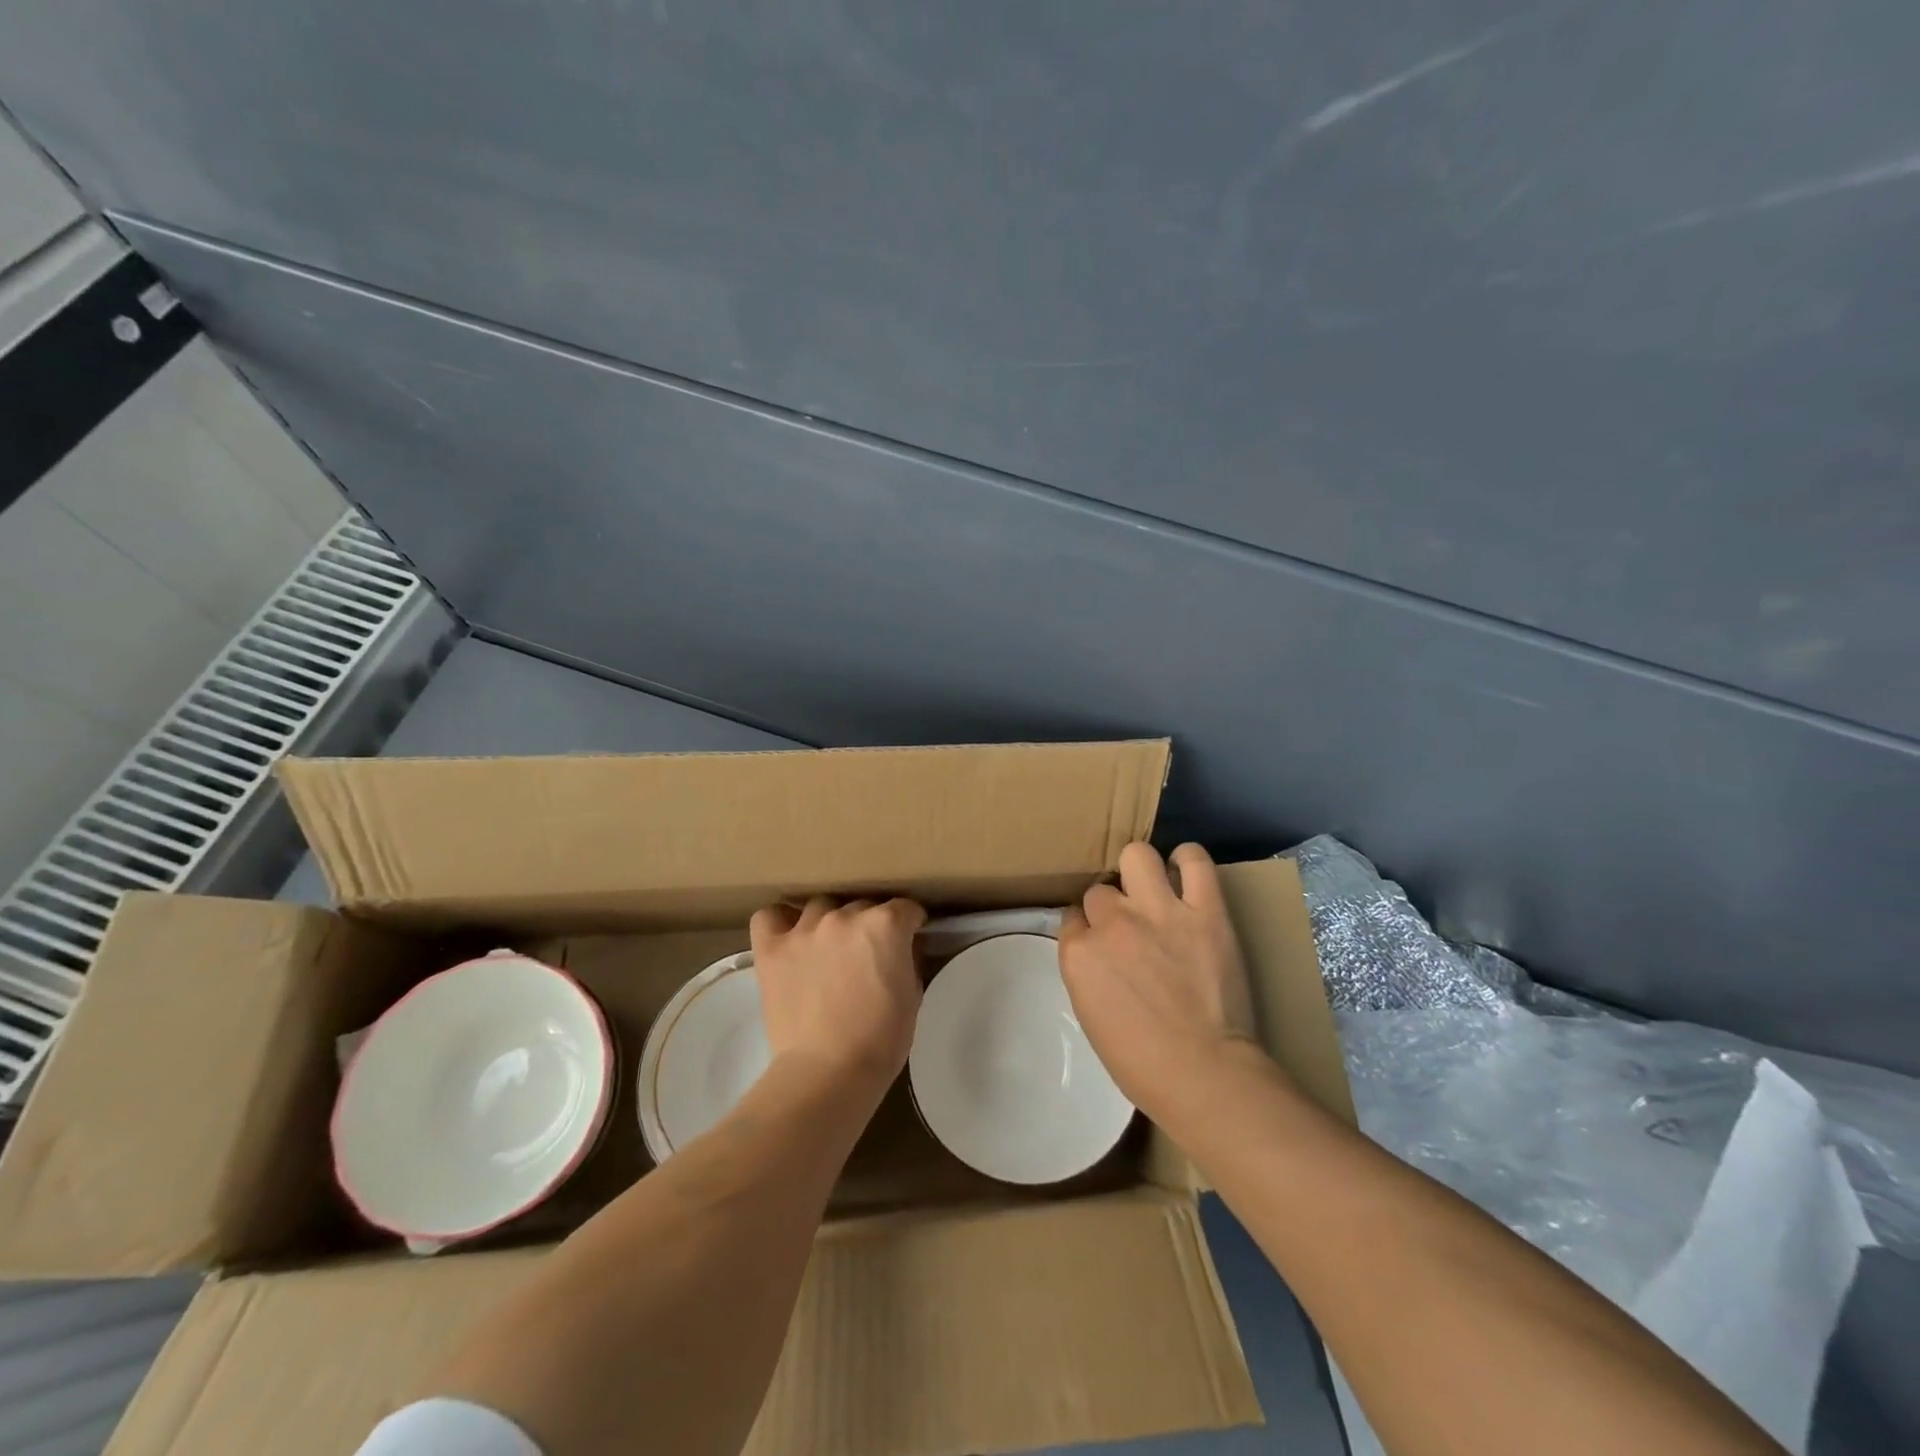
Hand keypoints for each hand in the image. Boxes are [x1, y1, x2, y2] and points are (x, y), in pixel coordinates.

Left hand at [749, 896, 926, 1093]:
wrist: (827, 1073)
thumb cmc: (881, 1040)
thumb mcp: (912, 996)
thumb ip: (908, 959)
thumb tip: (904, 946)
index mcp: (885, 925)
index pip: (905, 908)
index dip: (910, 924)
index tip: (908, 939)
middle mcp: (845, 916)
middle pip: (863, 906)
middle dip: (869, 925)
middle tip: (867, 955)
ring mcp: (805, 929)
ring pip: (821, 906)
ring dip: (830, 922)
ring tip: (828, 949)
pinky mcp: (772, 948)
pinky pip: (770, 916)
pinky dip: (780, 922)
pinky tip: (789, 939)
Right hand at [1059, 842, 1260, 1117]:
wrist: (1205, 1075)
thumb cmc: (1142, 1063)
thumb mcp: (1091, 1016)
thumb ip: (1087, 971)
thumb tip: (1097, 950)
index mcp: (1079, 954)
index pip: (1073, 917)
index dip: (1088, 928)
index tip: (1102, 942)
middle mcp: (1112, 922)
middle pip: (1101, 890)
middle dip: (1112, 906)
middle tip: (1131, 925)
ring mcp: (1159, 911)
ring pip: (1137, 855)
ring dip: (1140, 870)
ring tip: (1155, 888)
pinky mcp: (1206, 910)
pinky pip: (1195, 860)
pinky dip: (1188, 860)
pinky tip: (1186, 872)